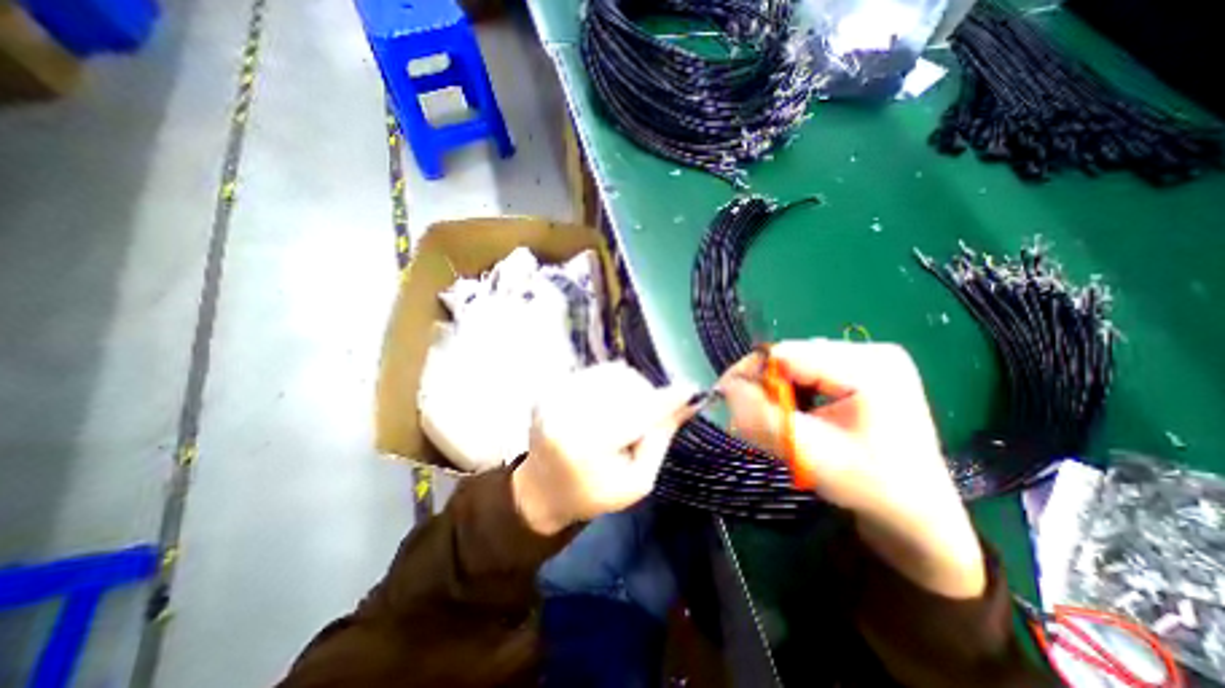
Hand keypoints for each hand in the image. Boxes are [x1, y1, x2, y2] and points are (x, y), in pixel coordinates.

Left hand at [510, 363, 697, 535]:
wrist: (541, 491)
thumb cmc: (593, 493)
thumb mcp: (636, 482)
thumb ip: (660, 439)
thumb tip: (686, 403)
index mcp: (587, 445)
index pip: (637, 412)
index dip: (666, 399)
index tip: (690, 389)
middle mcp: (566, 413)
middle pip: (625, 385)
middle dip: (646, 396)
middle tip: (647, 417)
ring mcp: (554, 396)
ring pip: (610, 372)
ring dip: (629, 387)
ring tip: (625, 412)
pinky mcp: (549, 388)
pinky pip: (594, 372)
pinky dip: (610, 384)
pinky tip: (607, 404)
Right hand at [719, 342, 981, 598]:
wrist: (917, 511)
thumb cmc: (870, 487)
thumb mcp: (809, 454)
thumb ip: (763, 419)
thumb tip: (727, 388)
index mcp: (869, 366)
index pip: (785, 354)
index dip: (751, 375)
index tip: (730, 401)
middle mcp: (871, 350)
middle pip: (790, 356)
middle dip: (766, 386)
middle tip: (755, 419)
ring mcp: (869, 356)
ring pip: (795, 363)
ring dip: (778, 390)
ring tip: (783, 420)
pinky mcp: (863, 367)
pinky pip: (808, 370)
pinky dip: (793, 390)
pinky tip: (801, 413)